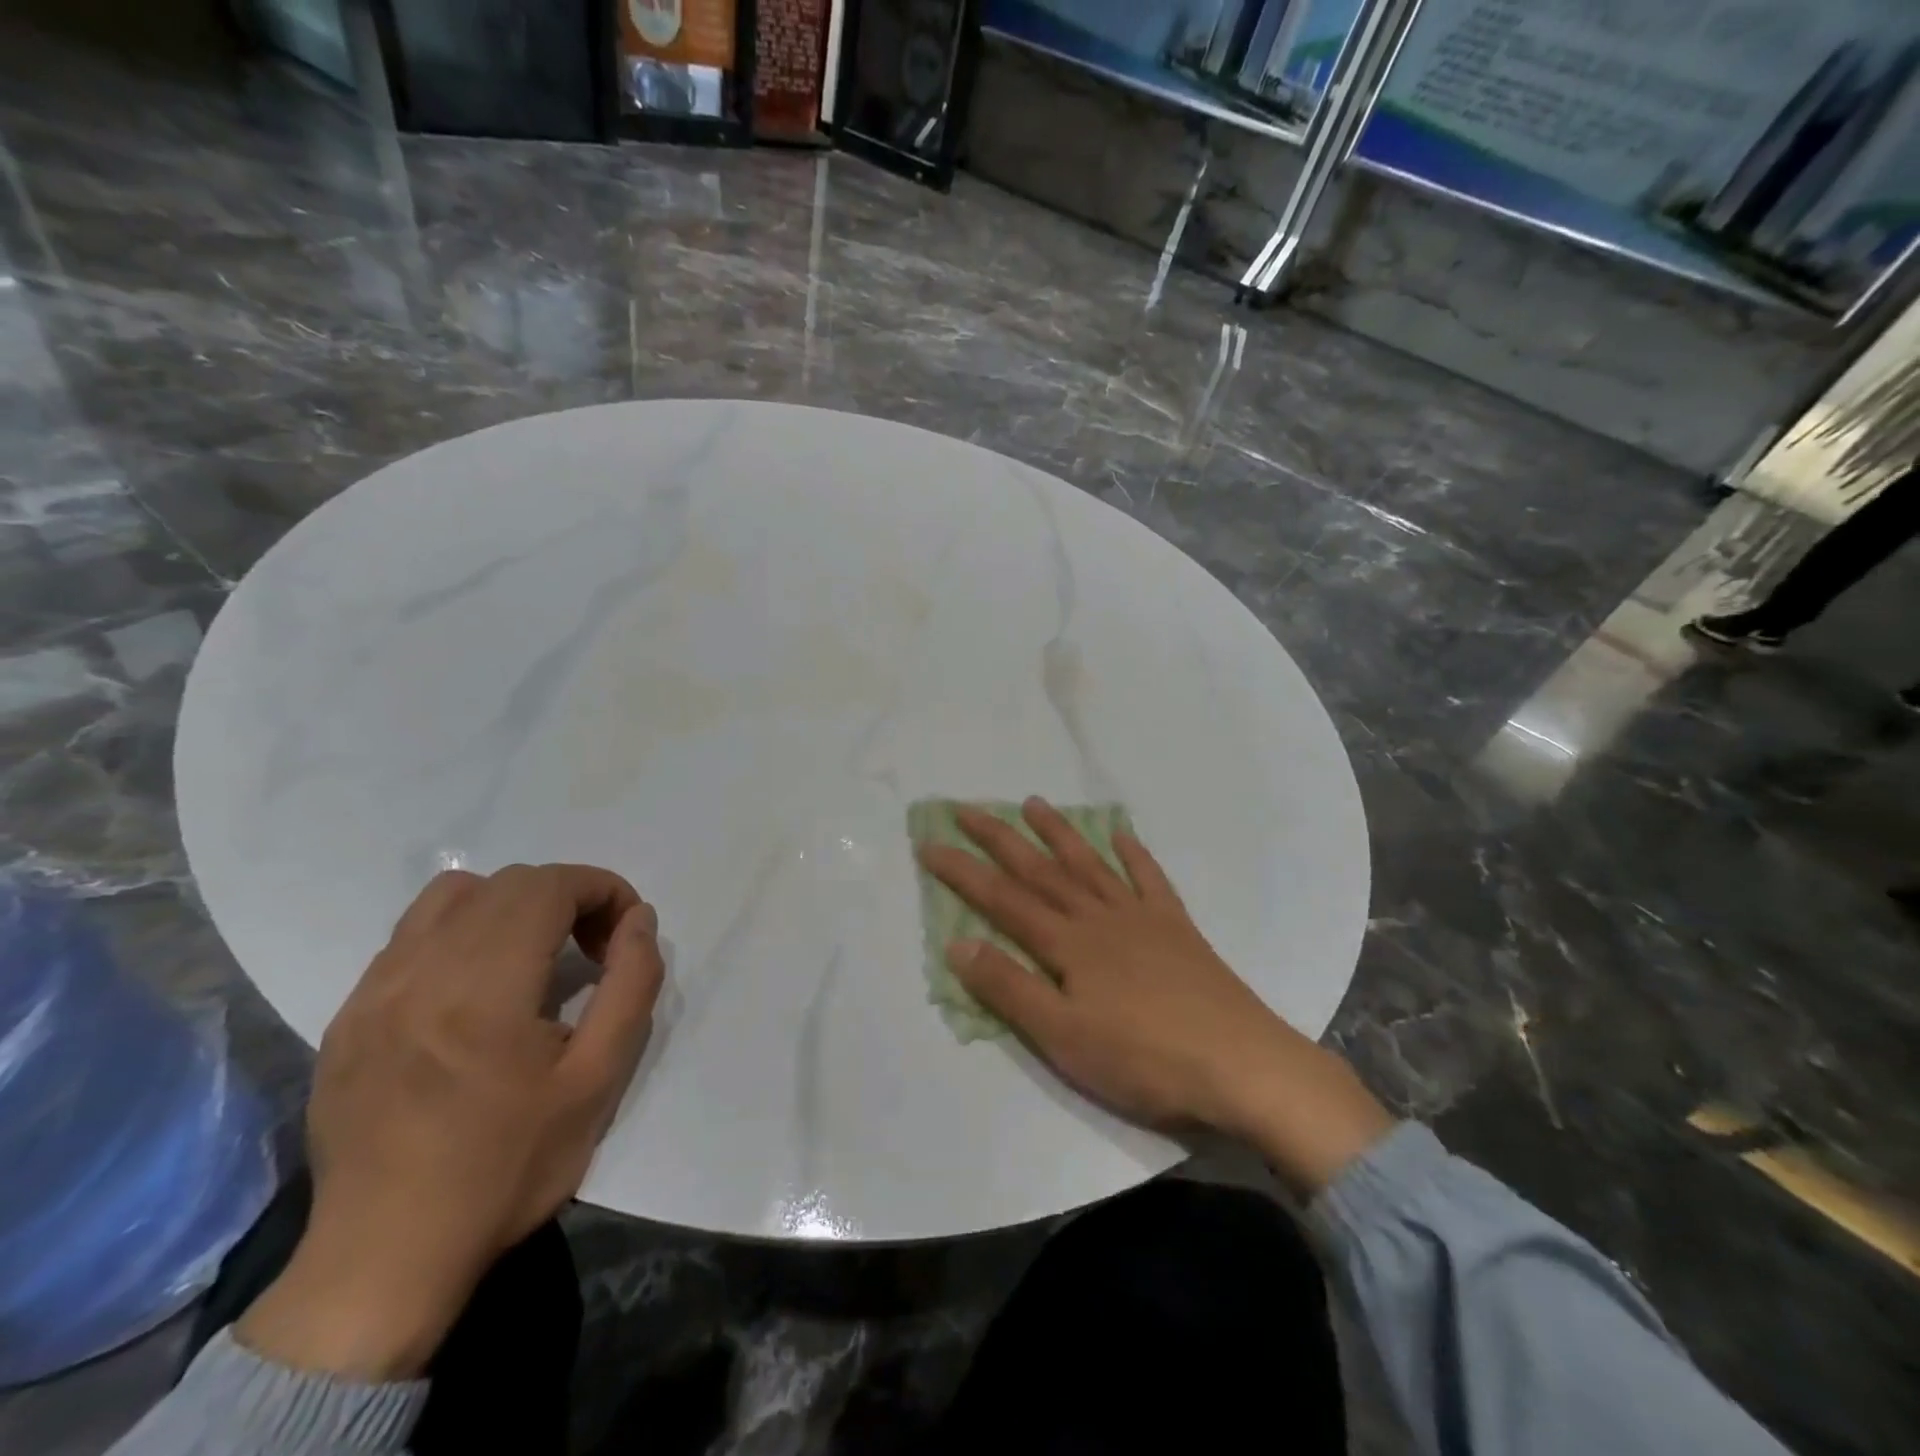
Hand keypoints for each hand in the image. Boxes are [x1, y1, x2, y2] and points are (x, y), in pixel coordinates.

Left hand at [237, 864, 663, 1378]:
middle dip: (567, 896)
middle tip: (593, 947)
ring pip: (452, 896)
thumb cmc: (508, 1168)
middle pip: (508, 883)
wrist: (386, 1259)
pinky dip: (462, 933)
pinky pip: (411, 936)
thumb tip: (638, 920)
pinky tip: (477, 987)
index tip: (625, 930)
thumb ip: (632, 984)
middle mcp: (420, 973)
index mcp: (484, 989)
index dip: (602, 889)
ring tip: (534, 956)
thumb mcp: (599, 1079)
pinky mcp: (348, 1016)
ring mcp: (373, 992)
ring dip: (512, 905)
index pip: (550, 887)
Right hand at [919, 799, 1391, 1193]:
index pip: (1001, 898)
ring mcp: (1140, 917)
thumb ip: (1010, 988)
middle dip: (999, 837)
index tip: (928, 843)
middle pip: (1039, 869)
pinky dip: (1133, 854)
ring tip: (1034, 803)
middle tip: (966, 807)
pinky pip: (1149, 879)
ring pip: (1089, 864)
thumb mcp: (1063, 1036)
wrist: (1239, 1064)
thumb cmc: (1143, 1058)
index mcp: (1067, 943)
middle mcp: (1098, 916)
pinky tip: (1122, 834)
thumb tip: (958, 944)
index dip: (962, 871)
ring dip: (1058, 833)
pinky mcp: (1176, 928)